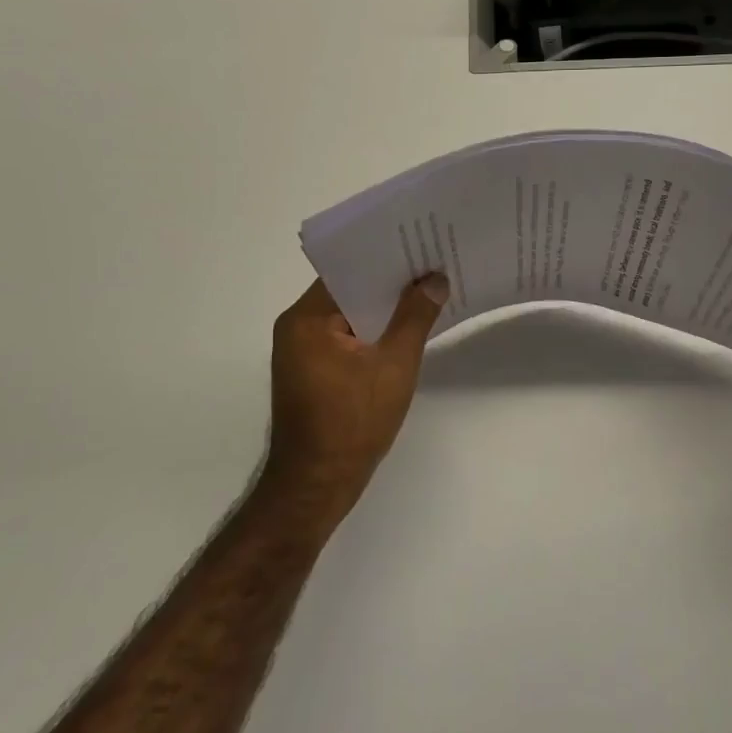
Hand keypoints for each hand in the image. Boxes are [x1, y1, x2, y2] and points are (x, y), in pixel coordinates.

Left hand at [265, 275, 447, 528]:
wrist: (316, 487)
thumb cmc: (352, 423)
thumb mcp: (394, 366)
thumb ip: (415, 317)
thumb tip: (434, 279)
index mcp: (306, 318)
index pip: (348, 270)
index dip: (385, 258)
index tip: (420, 245)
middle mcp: (296, 327)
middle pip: (347, 291)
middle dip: (389, 282)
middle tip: (432, 265)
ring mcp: (301, 352)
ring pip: (348, 316)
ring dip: (382, 309)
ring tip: (427, 292)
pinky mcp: (311, 372)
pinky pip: (345, 338)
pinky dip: (371, 333)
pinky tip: (405, 330)